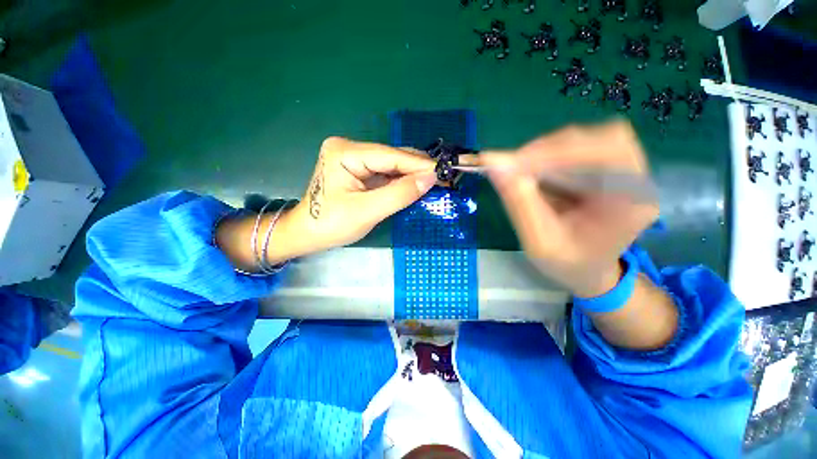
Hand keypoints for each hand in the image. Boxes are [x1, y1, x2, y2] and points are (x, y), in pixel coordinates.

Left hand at [289, 136, 437, 251]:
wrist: (308, 234)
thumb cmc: (331, 225)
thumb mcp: (367, 211)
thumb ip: (399, 194)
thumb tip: (431, 178)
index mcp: (346, 152)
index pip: (391, 156)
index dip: (420, 164)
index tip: (445, 171)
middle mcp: (350, 148)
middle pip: (393, 157)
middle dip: (419, 169)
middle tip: (445, 177)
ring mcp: (355, 158)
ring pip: (392, 165)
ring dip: (413, 175)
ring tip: (437, 181)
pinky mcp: (360, 170)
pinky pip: (387, 173)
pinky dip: (403, 180)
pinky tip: (418, 185)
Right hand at [482, 121, 658, 297]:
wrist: (587, 270)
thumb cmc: (568, 264)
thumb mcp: (539, 242)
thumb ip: (519, 203)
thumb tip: (494, 164)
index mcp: (631, 203)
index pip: (608, 153)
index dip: (561, 151)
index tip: (516, 163)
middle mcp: (634, 180)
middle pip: (598, 139)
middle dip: (550, 150)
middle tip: (513, 167)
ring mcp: (622, 170)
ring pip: (584, 139)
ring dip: (546, 152)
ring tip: (520, 173)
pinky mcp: (604, 168)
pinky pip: (575, 148)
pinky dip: (547, 156)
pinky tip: (533, 174)